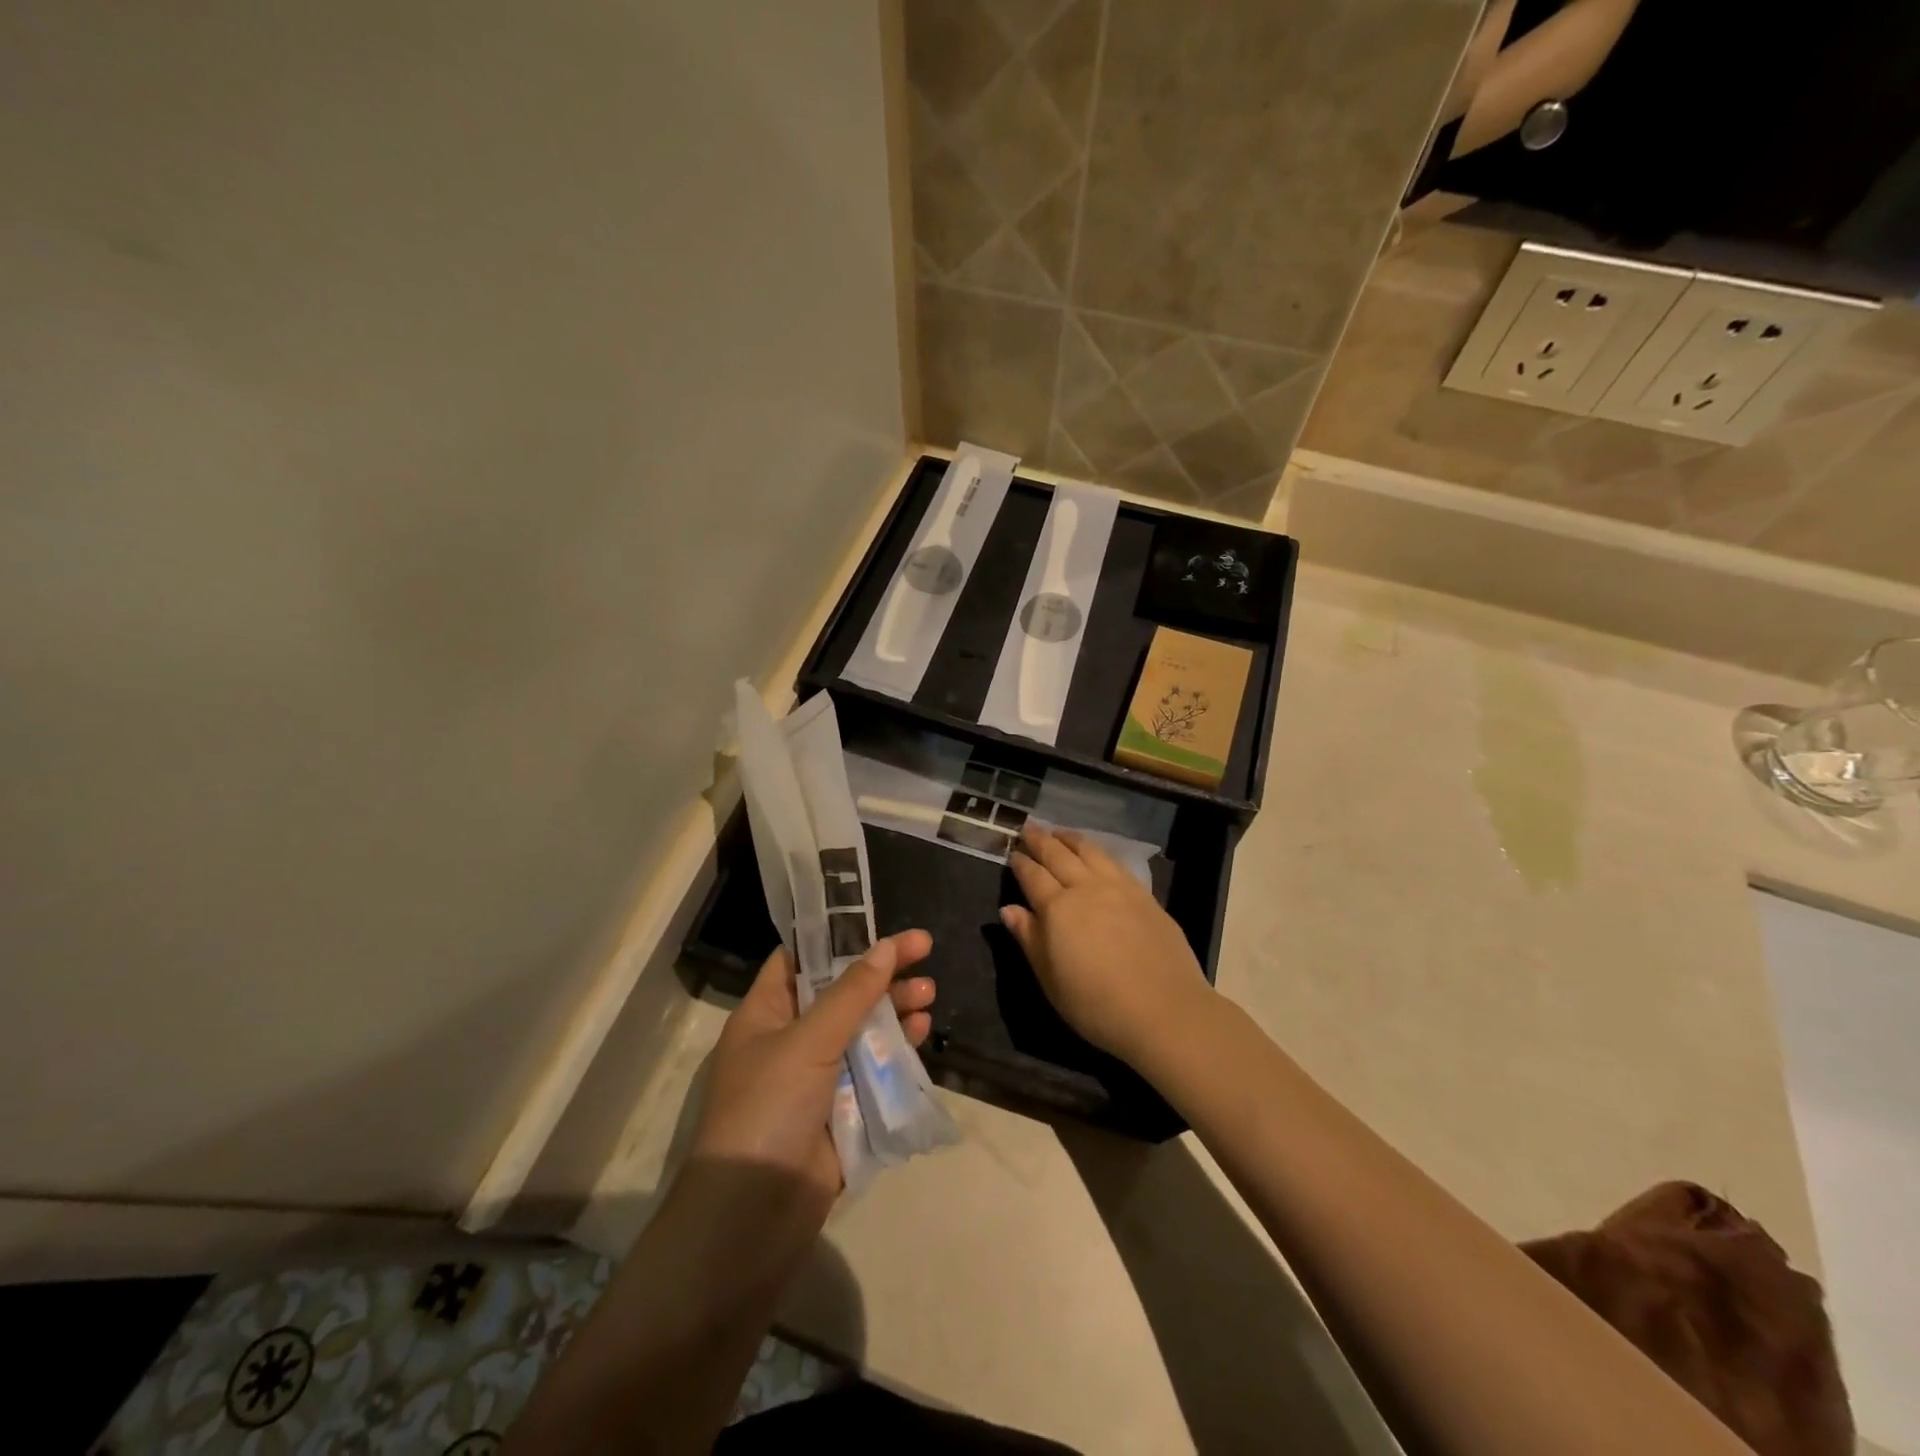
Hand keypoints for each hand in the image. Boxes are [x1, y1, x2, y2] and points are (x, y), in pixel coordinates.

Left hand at [689, 931, 935, 1214]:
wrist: (753, 1218)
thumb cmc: (768, 1110)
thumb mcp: (807, 1041)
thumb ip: (851, 993)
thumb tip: (887, 946)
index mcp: (766, 1014)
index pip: (800, 959)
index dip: (837, 937)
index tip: (878, 920)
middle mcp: (790, 1039)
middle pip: (841, 991)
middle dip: (881, 973)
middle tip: (925, 951)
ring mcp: (817, 1078)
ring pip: (863, 1029)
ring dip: (895, 1010)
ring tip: (929, 994)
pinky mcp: (842, 1111)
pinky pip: (874, 1069)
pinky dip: (898, 1049)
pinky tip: (923, 1032)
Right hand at [1001, 824, 1210, 1064]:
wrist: (1164, 1011)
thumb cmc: (1096, 1005)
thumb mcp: (1050, 979)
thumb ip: (1029, 939)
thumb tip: (1009, 909)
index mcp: (1058, 909)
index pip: (1033, 877)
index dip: (1021, 863)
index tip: (1013, 852)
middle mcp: (1086, 889)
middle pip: (1059, 855)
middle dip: (1041, 840)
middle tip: (1029, 828)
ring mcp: (1119, 888)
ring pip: (1090, 851)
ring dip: (1071, 839)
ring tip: (1059, 832)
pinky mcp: (1145, 895)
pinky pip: (1115, 862)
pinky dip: (1099, 851)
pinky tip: (1097, 854)